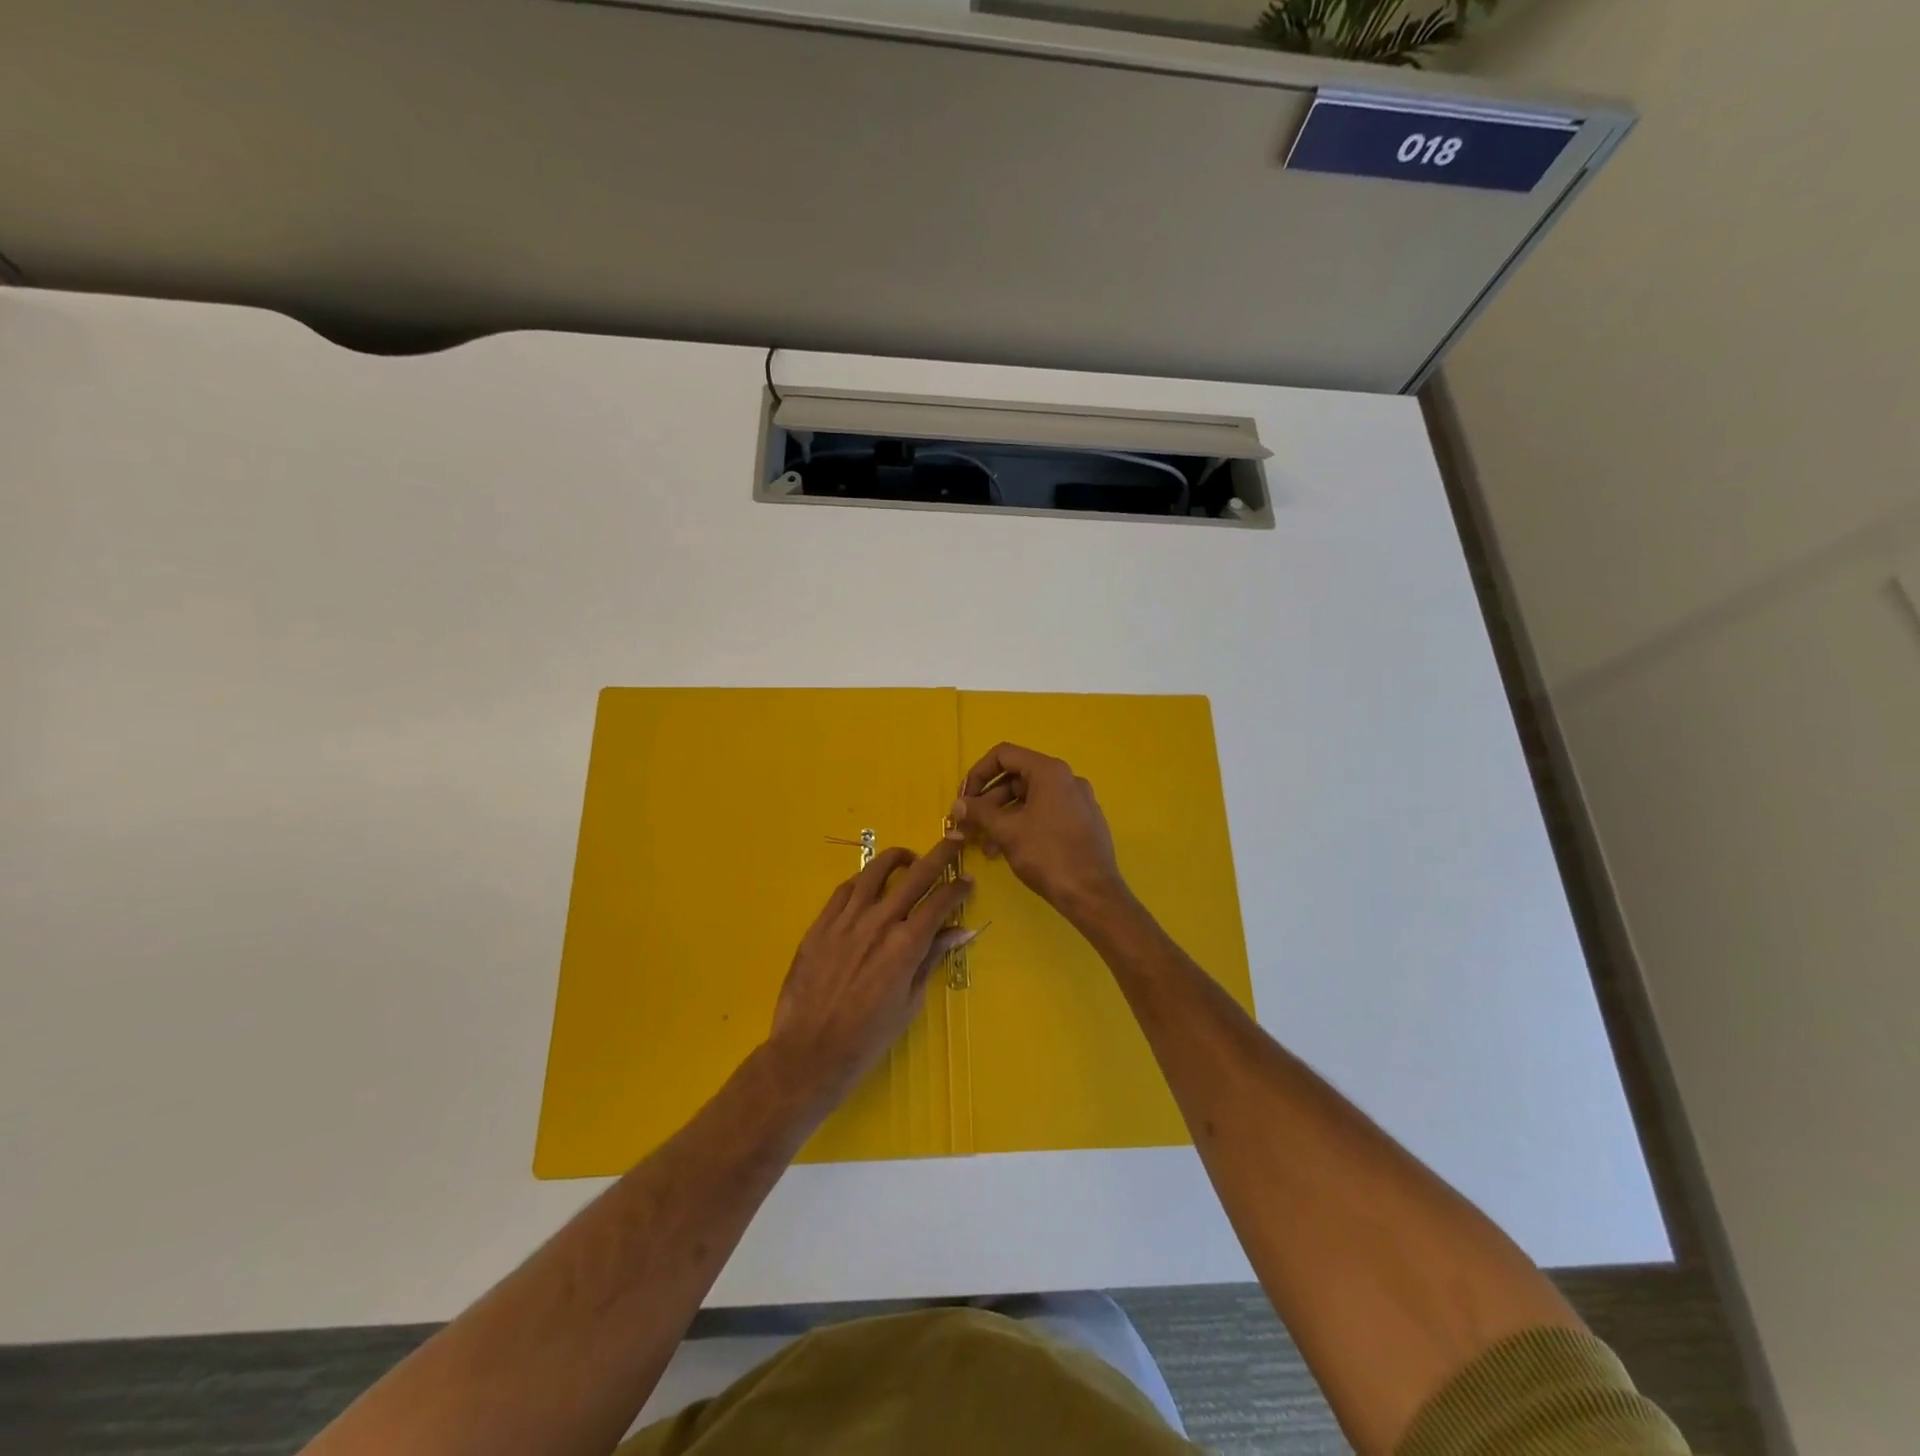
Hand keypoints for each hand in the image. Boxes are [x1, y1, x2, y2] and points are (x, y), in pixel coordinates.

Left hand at [767, 837, 974, 1110]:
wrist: (809, 1052)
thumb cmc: (867, 1037)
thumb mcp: (910, 1002)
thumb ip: (931, 959)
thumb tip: (960, 932)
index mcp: (905, 945)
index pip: (939, 903)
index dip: (957, 889)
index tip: (967, 881)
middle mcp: (878, 923)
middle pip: (914, 876)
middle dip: (939, 856)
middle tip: (953, 841)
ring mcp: (846, 920)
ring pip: (874, 872)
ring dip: (897, 859)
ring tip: (908, 858)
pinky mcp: (820, 925)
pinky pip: (843, 890)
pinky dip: (862, 880)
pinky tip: (869, 883)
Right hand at [951, 743, 1130, 923]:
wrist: (1093, 894)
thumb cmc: (1048, 855)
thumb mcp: (1007, 831)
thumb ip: (979, 812)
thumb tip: (958, 804)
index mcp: (1049, 771)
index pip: (1004, 755)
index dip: (977, 773)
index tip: (963, 799)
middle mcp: (1066, 779)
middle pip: (1016, 778)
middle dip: (987, 802)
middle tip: (968, 825)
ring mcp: (1077, 801)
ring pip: (1029, 799)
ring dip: (1002, 817)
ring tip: (985, 846)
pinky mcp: (1083, 822)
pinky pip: (1045, 813)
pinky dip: (1023, 824)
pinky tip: (1008, 850)